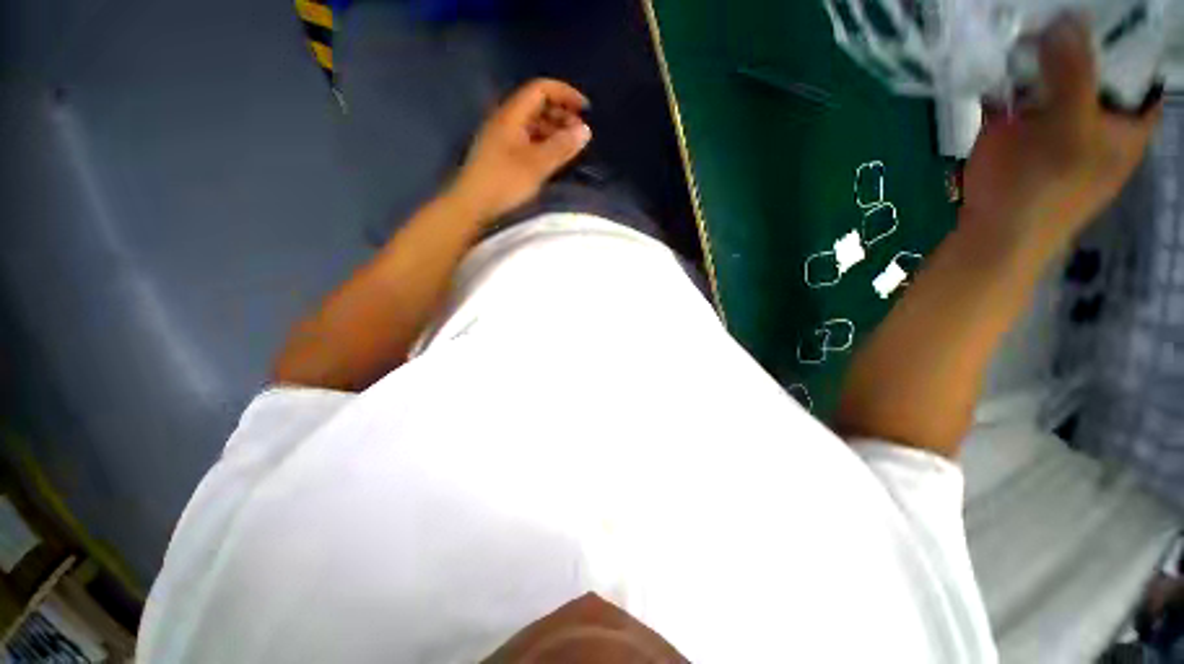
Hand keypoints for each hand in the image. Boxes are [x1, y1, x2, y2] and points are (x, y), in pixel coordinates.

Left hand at [448, 78, 591, 221]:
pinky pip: (527, 139)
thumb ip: (561, 146)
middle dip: (562, 114)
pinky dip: (544, 143)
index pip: (540, 89)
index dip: (565, 94)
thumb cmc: (504, 182)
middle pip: (537, 105)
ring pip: (532, 124)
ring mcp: (502, 137)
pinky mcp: (501, 154)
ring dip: (554, 130)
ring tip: (570, 147)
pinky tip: (553, 158)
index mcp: (511, 115)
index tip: (586, 110)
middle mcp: (505, 120)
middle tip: (580, 133)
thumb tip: (585, 130)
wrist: (472, 205)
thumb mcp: (537, 165)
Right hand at [961, 15, 1161, 256]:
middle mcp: (1095, 109)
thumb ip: (1076, 75)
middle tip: (1051, 7)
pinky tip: (999, 52)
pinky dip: (1008, 68)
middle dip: (1073, 31)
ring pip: (1053, 67)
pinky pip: (1017, 85)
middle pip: (1093, 57)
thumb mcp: (1071, 133)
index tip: (1098, 3)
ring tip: (1024, 21)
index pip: (1137, 60)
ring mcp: (1054, 114)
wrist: (993, 233)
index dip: (1122, 29)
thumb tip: (1068, 19)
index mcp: (1127, 117)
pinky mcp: (1018, 123)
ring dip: (1038, 46)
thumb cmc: (1044, 192)